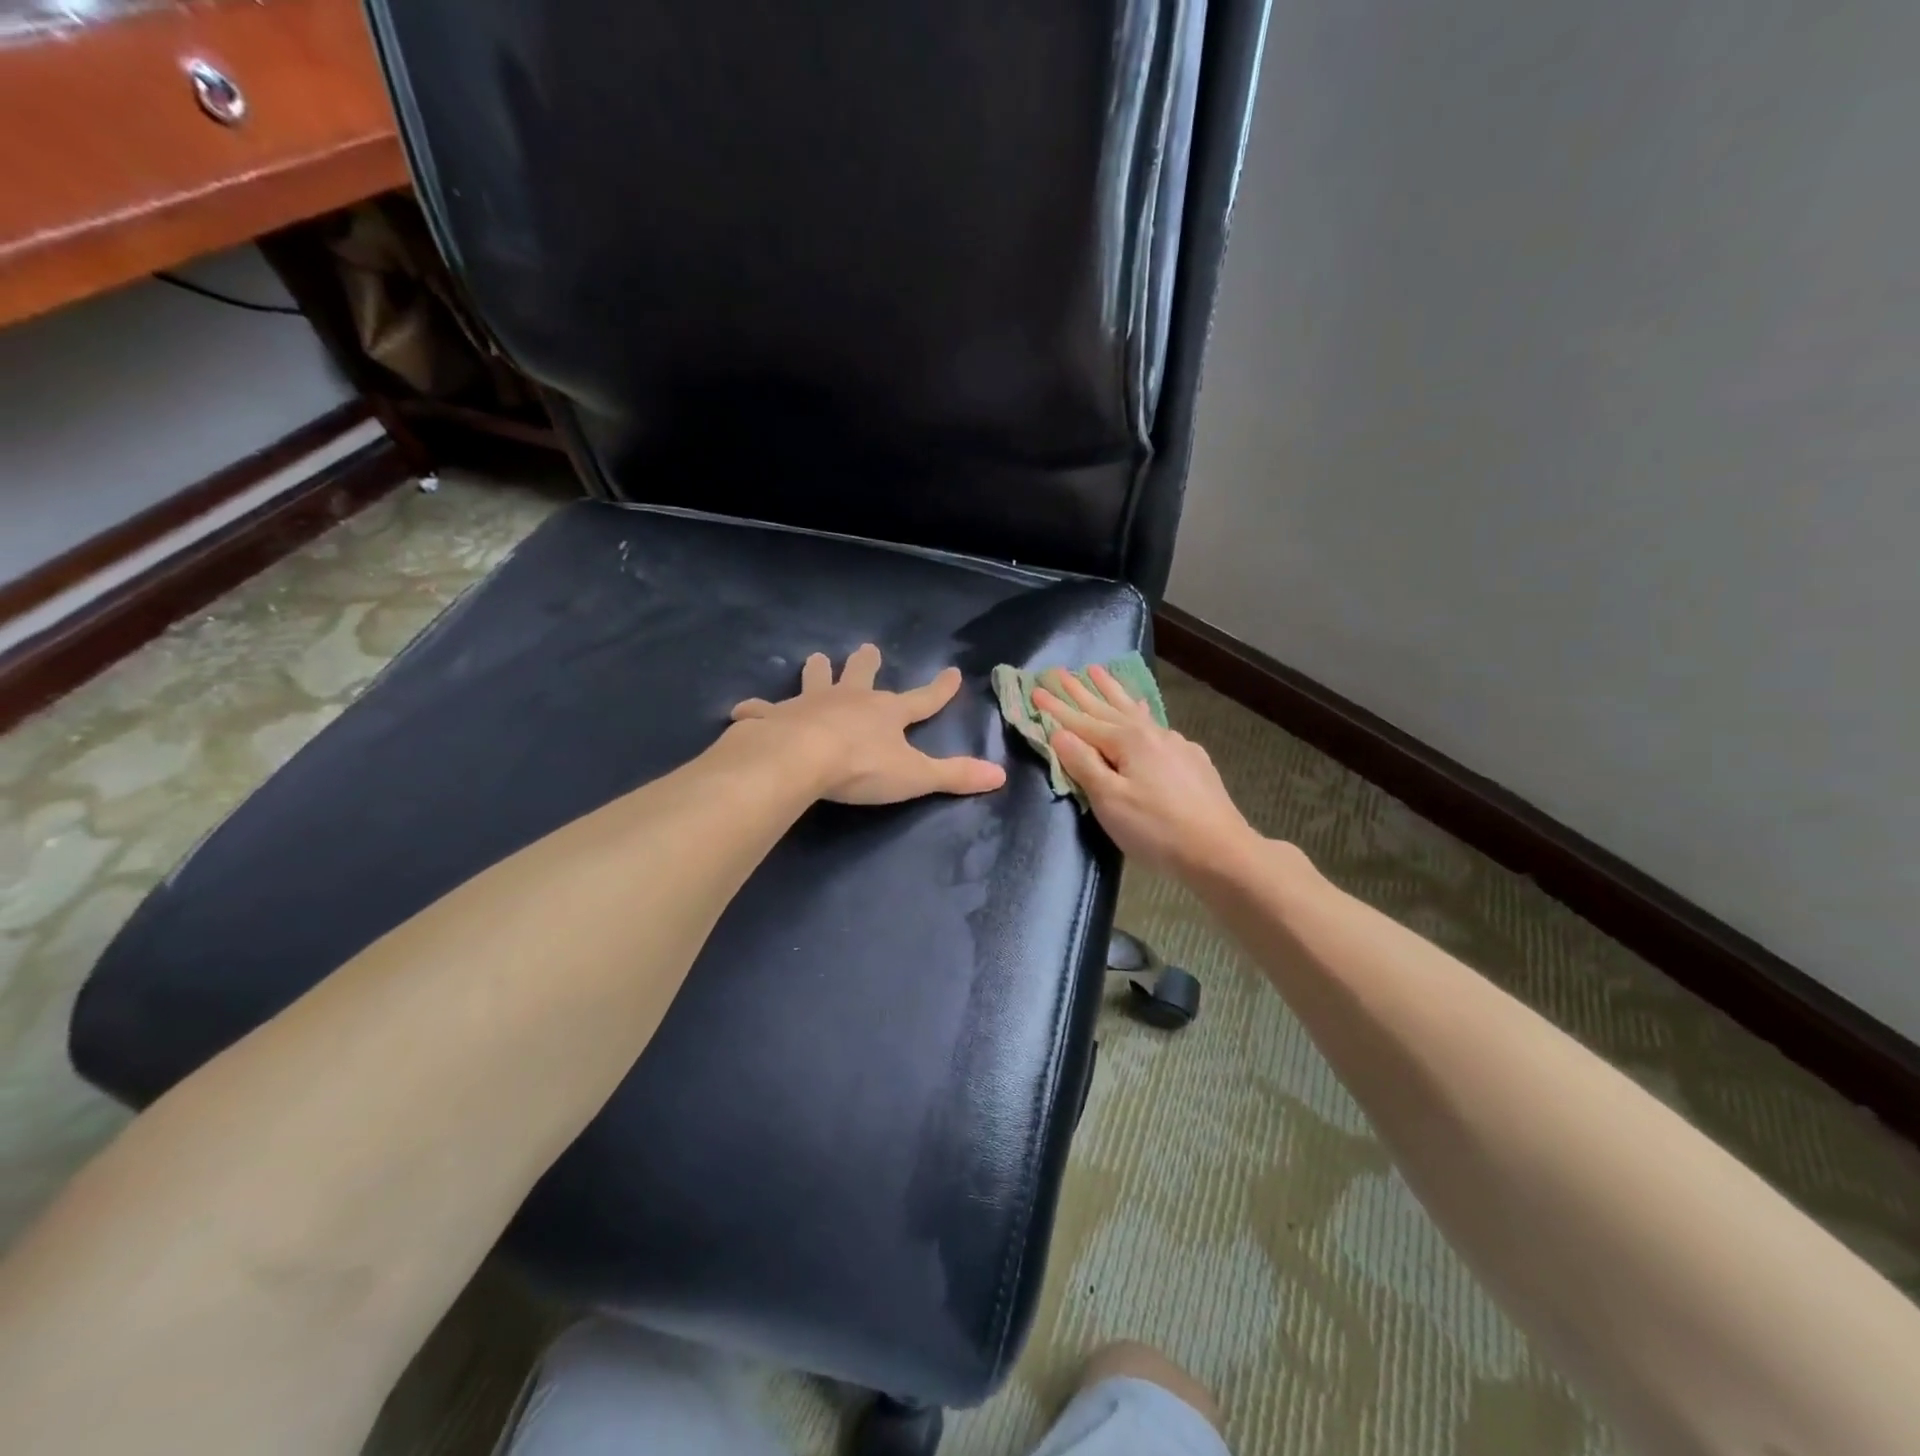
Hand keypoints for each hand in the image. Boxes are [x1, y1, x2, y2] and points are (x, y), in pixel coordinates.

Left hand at [730, 644, 1006, 804]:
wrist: (800, 759)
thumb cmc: (861, 767)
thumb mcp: (915, 775)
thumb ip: (955, 775)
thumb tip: (1000, 775)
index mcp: (886, 713)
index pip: (922, 699)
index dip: (939, 689)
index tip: (952, 672)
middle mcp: (849, 700)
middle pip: (861, 675)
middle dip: (866, 663)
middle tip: (867, 648)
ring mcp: (810, 704)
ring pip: (814, 680)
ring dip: (816, 671)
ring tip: (813, 658)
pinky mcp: (775, 717)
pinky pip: (762, 710)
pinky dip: (755, 709)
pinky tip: (744, 709)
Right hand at [1032, 665, 1259, 878]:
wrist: (1220, 851)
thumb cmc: (1156, 829)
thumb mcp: (1110, 800)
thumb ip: (1084, 764)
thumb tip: (1059, 733)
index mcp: (1128, 741)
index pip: (1082, 721)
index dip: (1056, 708)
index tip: (1035, 690)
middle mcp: (1152, 734)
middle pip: (1108, 709)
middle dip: (1081, 691)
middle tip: (1059, 671)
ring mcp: (1175, 745)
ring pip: (1134, 711)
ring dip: (1112, 692)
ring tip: (1097, 671)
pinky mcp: (1192, 760)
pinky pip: (1154, 725)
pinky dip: (1139, 712)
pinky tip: (1142, 710)